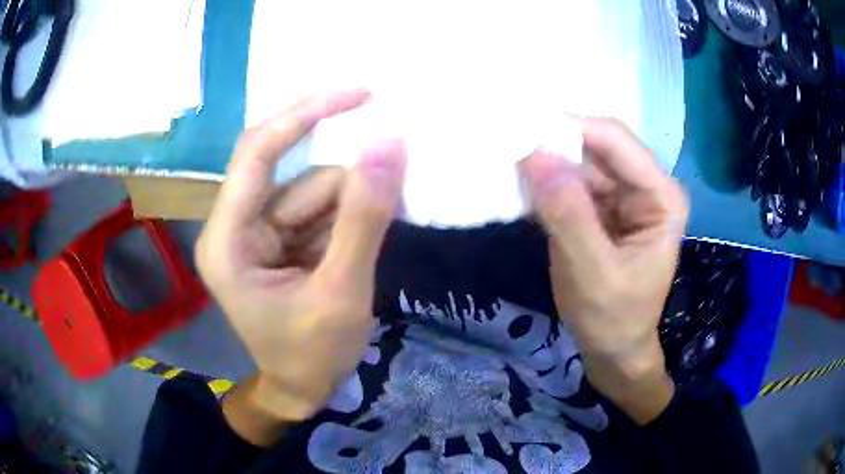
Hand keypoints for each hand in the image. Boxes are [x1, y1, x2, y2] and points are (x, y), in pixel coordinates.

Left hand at [195, 89, 405, 443]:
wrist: (303, 391)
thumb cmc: (312, 356)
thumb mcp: (342, 292)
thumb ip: (363, 218)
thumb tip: (389, 145)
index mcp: (228, 240)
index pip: (257, 154)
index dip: (304, 115)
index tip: (358, 94)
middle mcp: (236, 226)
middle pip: (294, 174)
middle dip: (343, 186)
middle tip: (391, 185)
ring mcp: (259, 233)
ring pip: (314, 192)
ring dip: (352, 209)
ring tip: (369, 248)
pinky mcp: (281, 240)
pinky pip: (320, 210)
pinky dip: (348, 218)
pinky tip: (360, 245)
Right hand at [520, 118, 688, 423]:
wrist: (612, 347)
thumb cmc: (613, 318)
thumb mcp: (592, 274)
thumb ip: (569, 216)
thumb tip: (535, 156)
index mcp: (661, 196)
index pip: (616, 142)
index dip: (570, 129)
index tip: (520, 128)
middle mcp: (645, 185)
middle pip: (595, 145)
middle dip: (553, 143)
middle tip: (506, 140)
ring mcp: (621, 193)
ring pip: (577, 160)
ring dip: (544, 161)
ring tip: (504, 159)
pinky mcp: (599, 205)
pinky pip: (568, 180)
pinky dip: (544, 182)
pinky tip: (518, 184)